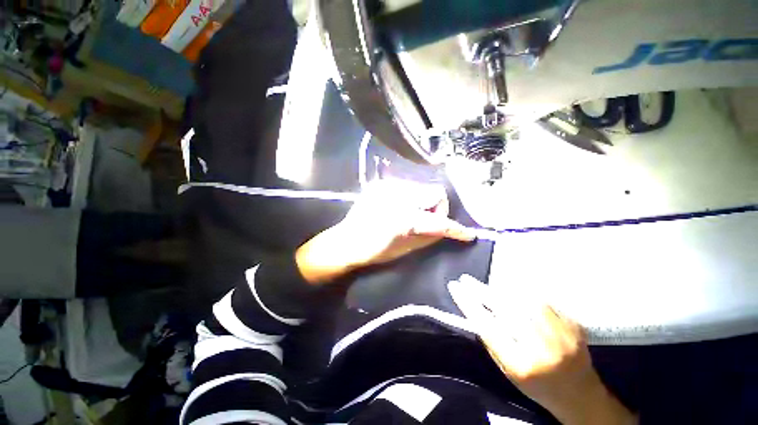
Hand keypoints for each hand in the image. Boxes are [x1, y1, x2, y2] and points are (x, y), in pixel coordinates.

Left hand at [295, 180, 474, 283]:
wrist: (347, 240)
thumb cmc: (375, 251)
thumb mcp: (406, 250)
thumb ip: (430, 237)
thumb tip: (447, 229)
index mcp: (402, 218)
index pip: (438, 221)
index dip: (455, 229)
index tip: (468, 234)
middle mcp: (397, 196)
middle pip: (435, 193)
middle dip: (437, 208)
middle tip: (426, 221)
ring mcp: (388, 187)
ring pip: (422, 188)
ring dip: (423, 202)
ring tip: (410, 214)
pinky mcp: (381, 184)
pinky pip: (407, 187)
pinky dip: (411, 198)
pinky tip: (400, 208)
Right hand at [449, 276, 636, 424]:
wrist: (579, 394)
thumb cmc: (537, 386)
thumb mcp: (508, 371)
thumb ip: (492, 341)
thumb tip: (475, 310)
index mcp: (522, 365)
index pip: (487, 326)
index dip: (468, 303)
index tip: (455, 287)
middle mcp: (542, 348)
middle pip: (504, 309)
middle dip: (480, 291)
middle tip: (465, 279)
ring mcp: (561, 334)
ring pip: (522, 299)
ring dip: (499, 288)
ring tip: (486, 285)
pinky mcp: (572, 324)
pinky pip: (541, 299)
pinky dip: (521, 291)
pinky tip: (511, 287)